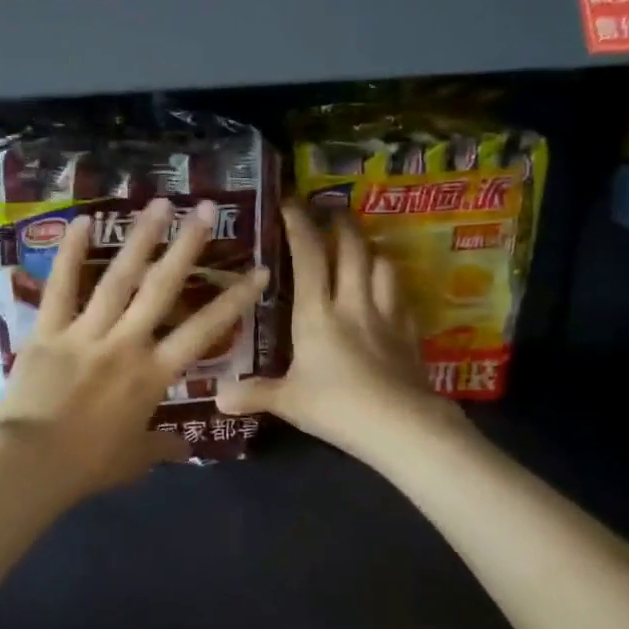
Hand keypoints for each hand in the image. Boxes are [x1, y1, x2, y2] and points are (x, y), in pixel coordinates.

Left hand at [0, 198, 269, 500]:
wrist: (32, 464)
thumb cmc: (89, 465)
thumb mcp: (135, 460)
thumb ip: (162, 449)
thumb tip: (186, 451)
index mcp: (153, 375)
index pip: (204, 331)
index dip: (235, 300)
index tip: (259, 271)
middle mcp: (126, 343)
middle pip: (163, 288)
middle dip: (187, 246)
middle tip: (206, 209)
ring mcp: (86, 333)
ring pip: (118, 278)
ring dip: (140, 238)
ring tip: (158, 203)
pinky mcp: (48, 331)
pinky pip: (61, 287)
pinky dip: (71, 254)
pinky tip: (83, 221)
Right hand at [217, 202, 453, 460]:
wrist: (401, 426)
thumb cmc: (337, 407)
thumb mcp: (288, 402)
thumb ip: (254, 394)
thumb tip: (218, 397)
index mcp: (317, 314)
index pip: (308, 256)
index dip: (299, 225)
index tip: (290, 202)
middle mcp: (353, 303)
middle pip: (352, 249)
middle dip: (340, 223)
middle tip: (331, 209)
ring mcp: (387, 315)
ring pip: (382, 265)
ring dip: (370, 247)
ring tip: (360, 243)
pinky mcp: (410, 333)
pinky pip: (402, 296)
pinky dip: (392, 283)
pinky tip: (388, 287)